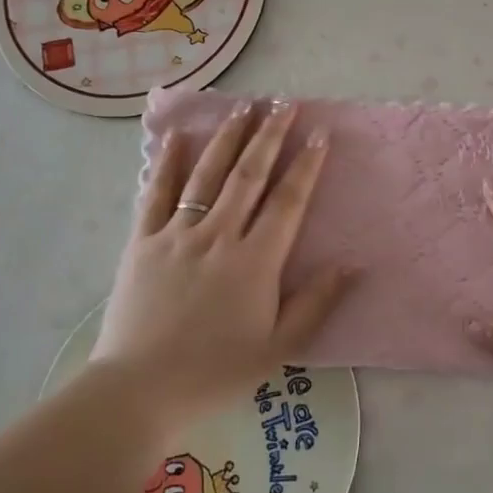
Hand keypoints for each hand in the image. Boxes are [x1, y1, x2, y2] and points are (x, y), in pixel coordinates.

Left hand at [89, 100, 349, 428]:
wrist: (139, 391)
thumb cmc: (215, 372)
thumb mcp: (279, 348)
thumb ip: (317, 303)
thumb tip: (353, 264)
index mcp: (255, 261)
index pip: (288, 200)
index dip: (306, 165)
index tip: (318, 133)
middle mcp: (219, 236)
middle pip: (249, 175)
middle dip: (269, 134)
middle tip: (284, 102)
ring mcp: (177, 235)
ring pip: (207, 175)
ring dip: (228, 138)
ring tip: (244, 106)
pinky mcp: (142, 242)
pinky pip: (156, 194)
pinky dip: (167, 163)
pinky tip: (178, 136)